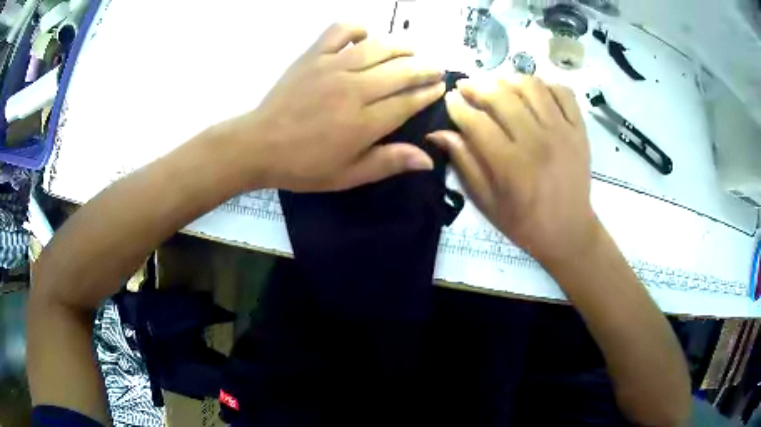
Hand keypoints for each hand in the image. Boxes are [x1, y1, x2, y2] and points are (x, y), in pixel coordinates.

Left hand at [222, 23, 444, 191]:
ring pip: (379, 47)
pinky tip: (366, 36)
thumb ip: (387, 163)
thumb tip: (428, 159)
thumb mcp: (347, 176)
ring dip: (402, 46)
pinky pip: (340, 31)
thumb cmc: (303, 166)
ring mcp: (332, 67)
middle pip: (401, 71)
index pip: (408, 101)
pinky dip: (357, 28)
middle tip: (436, 68)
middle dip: (425, 68)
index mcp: (364, 123)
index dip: (429, 93)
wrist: (258, 146)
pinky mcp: (312, 56)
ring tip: (412, 50)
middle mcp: (354, 89)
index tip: (441, 88)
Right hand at [427, 76, 598, 263]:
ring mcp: (562, 132)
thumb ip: (465, 164)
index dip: (458, 105)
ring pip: (531, 86)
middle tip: (467, 87)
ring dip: (508, 79)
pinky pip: (562, 92)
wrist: (569, 231)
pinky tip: (532, 92)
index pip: (476, 121)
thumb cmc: (524, 223)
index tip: (450, 99)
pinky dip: (545, 85)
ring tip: (497, 85)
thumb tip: (439, 133)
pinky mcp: (579, 130)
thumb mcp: (487, 203)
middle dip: (477, 85)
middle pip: (502, 96)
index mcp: (511, 165)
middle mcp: (537, 142)